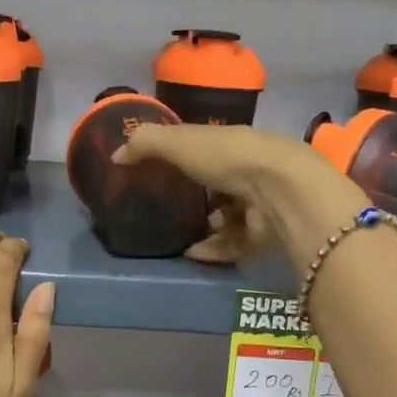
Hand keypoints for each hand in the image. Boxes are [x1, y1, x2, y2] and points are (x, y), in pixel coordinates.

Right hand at [113, 124, 367, 270]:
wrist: (280, 190)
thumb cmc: (227, 157)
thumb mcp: (178, 141)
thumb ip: (145, 144)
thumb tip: (116, 155)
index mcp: (233, 143)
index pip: (208, 148)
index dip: (187, 156)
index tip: (162, 170)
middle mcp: (251, 170)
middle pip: (222, 185)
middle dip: (200, 197)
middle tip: (169, 209)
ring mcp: (262, 204)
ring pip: (231, 217)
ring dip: (207, 226)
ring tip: (179, 235)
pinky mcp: (266, 234)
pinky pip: (235, 244)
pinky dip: (214, 249)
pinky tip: (192, 254)